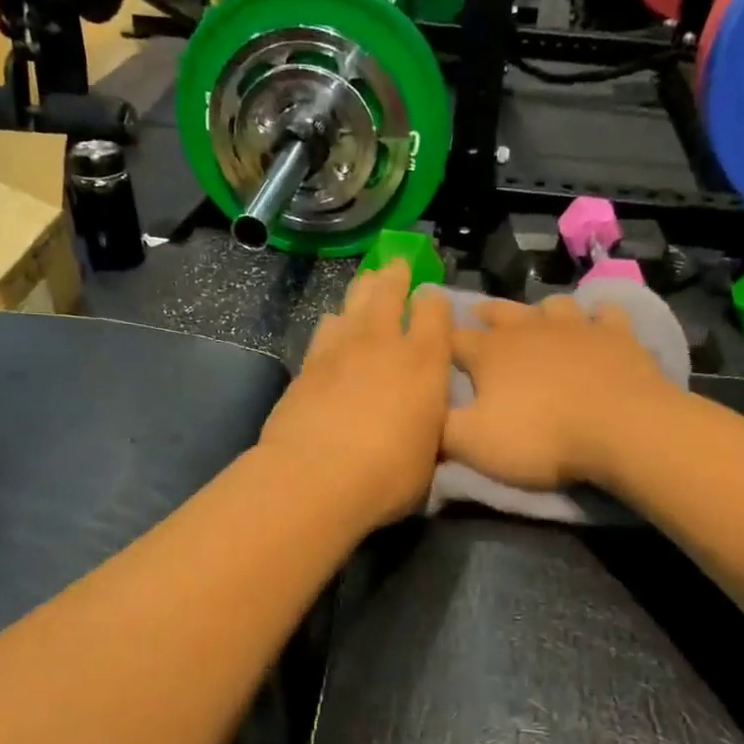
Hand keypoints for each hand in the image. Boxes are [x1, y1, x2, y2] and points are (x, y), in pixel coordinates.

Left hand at [257, 260, 452, 530]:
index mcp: (425, 362)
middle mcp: (384, 343)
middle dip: (396, 274)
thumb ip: (428, 424)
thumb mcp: (428, 455)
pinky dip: (334, 323)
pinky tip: (333, 327)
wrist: (314, 478)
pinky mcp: (308, 363)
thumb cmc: (387, 475)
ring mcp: (341, 348)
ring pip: (353, 302)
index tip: (433, 300)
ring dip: (363, 291)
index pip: (435, 310)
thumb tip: (424, 417)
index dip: (435, 300)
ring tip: (367, 285)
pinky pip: (325, 328)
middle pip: (389, 290)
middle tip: (397, 265)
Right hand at [444, 295, 676, 490]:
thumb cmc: (541, 437)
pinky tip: (597, 324)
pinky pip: (605, 314)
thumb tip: (421, 413)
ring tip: (537, 320)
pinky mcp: (617, 335)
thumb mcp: (474, 443)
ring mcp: (576, 326)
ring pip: (551, 305)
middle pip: (499, 312)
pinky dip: (597, 318)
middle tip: (478, 316)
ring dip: (540, 311)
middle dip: (485, 314)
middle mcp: (529, 328)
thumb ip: (440, 427)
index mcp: (490, 352)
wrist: (622, 428)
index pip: (452, 339)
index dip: (439, 340)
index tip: (430, 343)